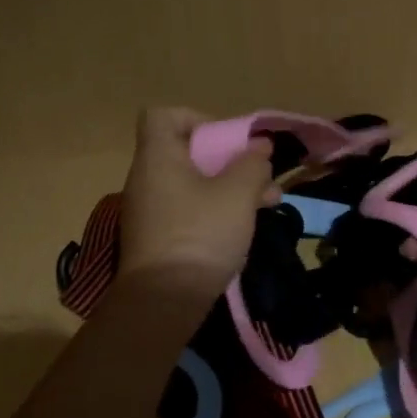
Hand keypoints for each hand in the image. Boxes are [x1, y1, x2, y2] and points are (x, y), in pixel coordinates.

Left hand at [117, 107, 273, 295]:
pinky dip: (215, 210)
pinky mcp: (157, 238)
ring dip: (230, 187)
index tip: (226, 141)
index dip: (197, 118)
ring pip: (194, 184)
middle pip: (187, 152)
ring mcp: (150, 210)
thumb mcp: (238, 194)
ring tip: (269, 202)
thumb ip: (252, 164)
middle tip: (261, 176)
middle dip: (230, 160)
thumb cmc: (201, 234)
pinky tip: (245, 226)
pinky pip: (188, 209)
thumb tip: (259, 148)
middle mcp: (147, 178)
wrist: (164, 302)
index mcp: (158, 157)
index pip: (163, 115)